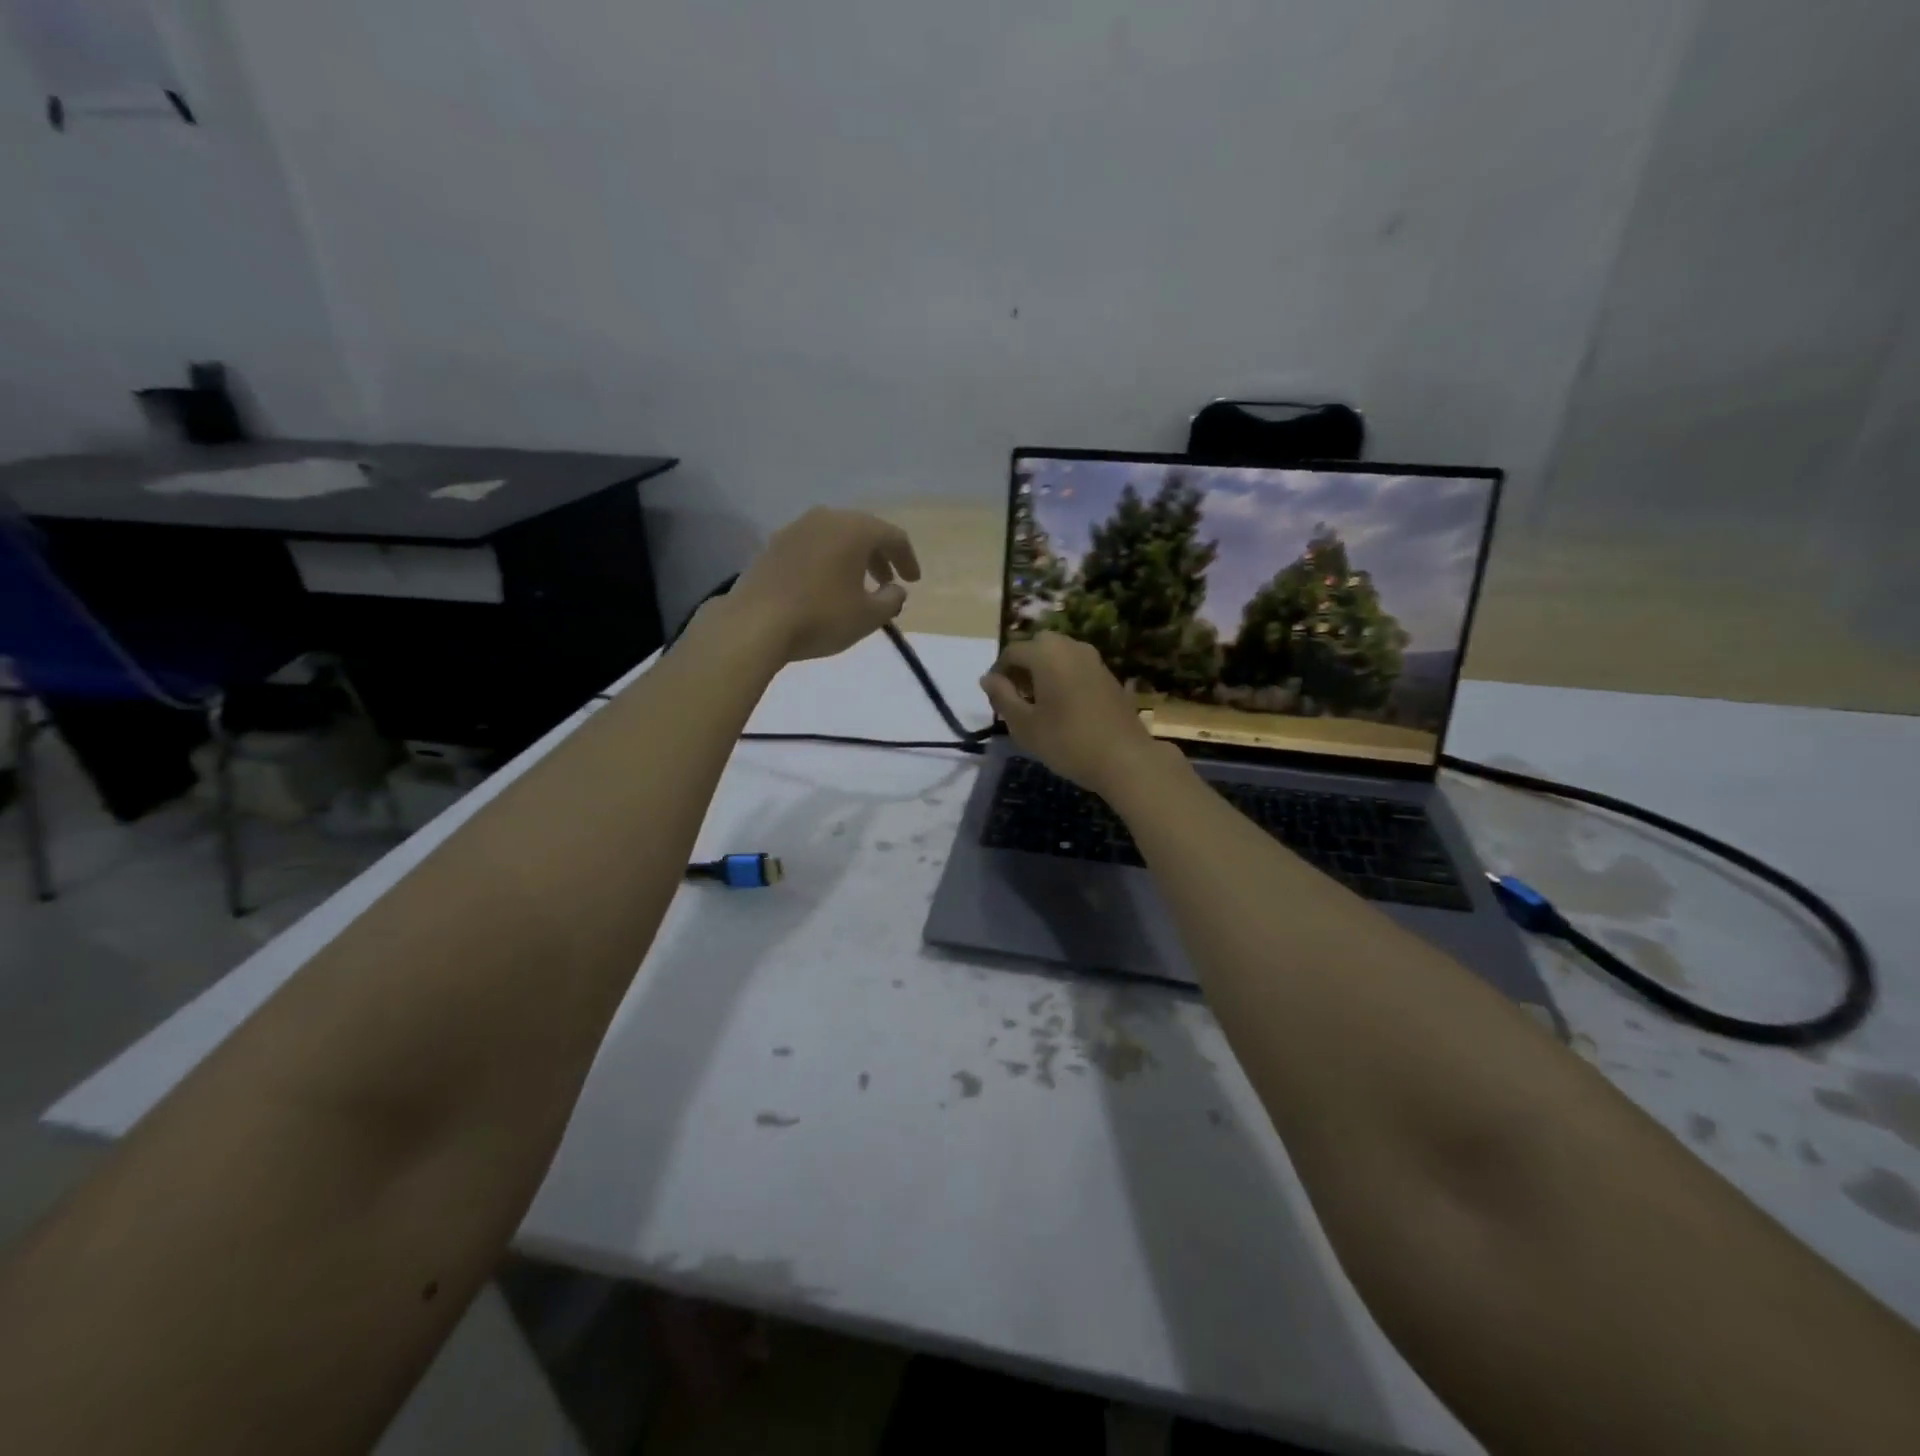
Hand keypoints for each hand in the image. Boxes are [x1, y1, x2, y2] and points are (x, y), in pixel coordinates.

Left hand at [719, 507, 920, 662]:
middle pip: (862, 531)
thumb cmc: (821, 617)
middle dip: (879, 557)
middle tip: (888, 582)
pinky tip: (825, 587)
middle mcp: (825, 519)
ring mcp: (794, 529)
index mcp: (854, 529)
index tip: (913, 581)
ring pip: (834, 538)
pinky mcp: (772, 546)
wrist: (754, 624)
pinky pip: (811, 548)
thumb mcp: (868, 616)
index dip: (907, 559)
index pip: (892, 536)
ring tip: (857, 587)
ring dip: (852, 559)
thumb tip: (896, 590)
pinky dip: (827, 562)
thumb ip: (891, 600)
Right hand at [980, 633, 1170, 794]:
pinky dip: (1063, 677)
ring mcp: (1094, 660)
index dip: (998, 672)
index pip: (1012, 651)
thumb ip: (1002, 697)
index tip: (994, 698)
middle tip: (1016, 697)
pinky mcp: (1109, 676)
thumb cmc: (1067, 741)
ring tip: (1038, 704)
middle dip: (1022, 667)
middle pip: (1038, 647)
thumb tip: (988, 678)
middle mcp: (1071, 647)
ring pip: (1059, 655)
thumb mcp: (1024, 724)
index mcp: (1047, 653)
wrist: (1124, 759)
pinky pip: (1077, 667)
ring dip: (1044, 671)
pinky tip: (1063, 707)